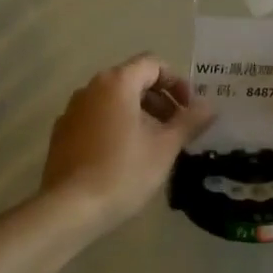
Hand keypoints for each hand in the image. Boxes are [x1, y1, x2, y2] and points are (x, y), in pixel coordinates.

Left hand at [41, 54, 213, 234]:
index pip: (153, 64)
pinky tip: (126, 156)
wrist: (70, 208)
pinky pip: (96, 118)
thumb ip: (189, 121)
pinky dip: (116, 126)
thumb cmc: (124, 172)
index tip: (190, 109)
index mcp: (116, 83)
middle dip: (160, 100)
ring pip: (114, 101)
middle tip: (178, 128)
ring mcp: (72, 110)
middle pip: (132, 80)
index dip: (177, 82)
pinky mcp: (62, 133)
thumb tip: (210, 106)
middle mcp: (90, 88)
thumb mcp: (165, 147)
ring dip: (139, 114)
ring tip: (155, 144)